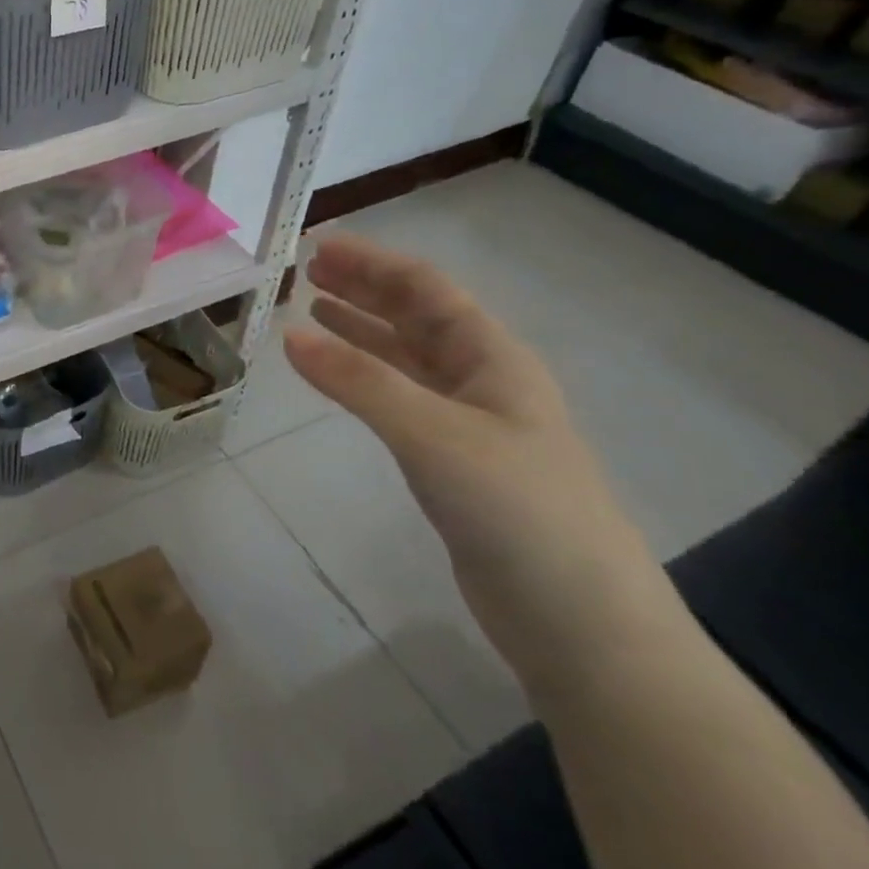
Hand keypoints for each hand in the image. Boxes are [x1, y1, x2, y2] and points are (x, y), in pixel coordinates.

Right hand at [283, 233, 678, 698]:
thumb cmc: (518, 510)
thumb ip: (359, 382)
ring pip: (405, 357)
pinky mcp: (452, 462)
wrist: (580, 622)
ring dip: (361, 328)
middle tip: (308, 271)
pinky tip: (337, 377)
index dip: (374, 263)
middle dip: (364, 289)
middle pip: (416, 316)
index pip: (427, 289)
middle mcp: (482, 380)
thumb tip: (288, 334)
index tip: (319, 245)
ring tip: (313, 310)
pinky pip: (399, 398)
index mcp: (493, 359)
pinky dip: (363, 377)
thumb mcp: (434, 434)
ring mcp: (468, 423)